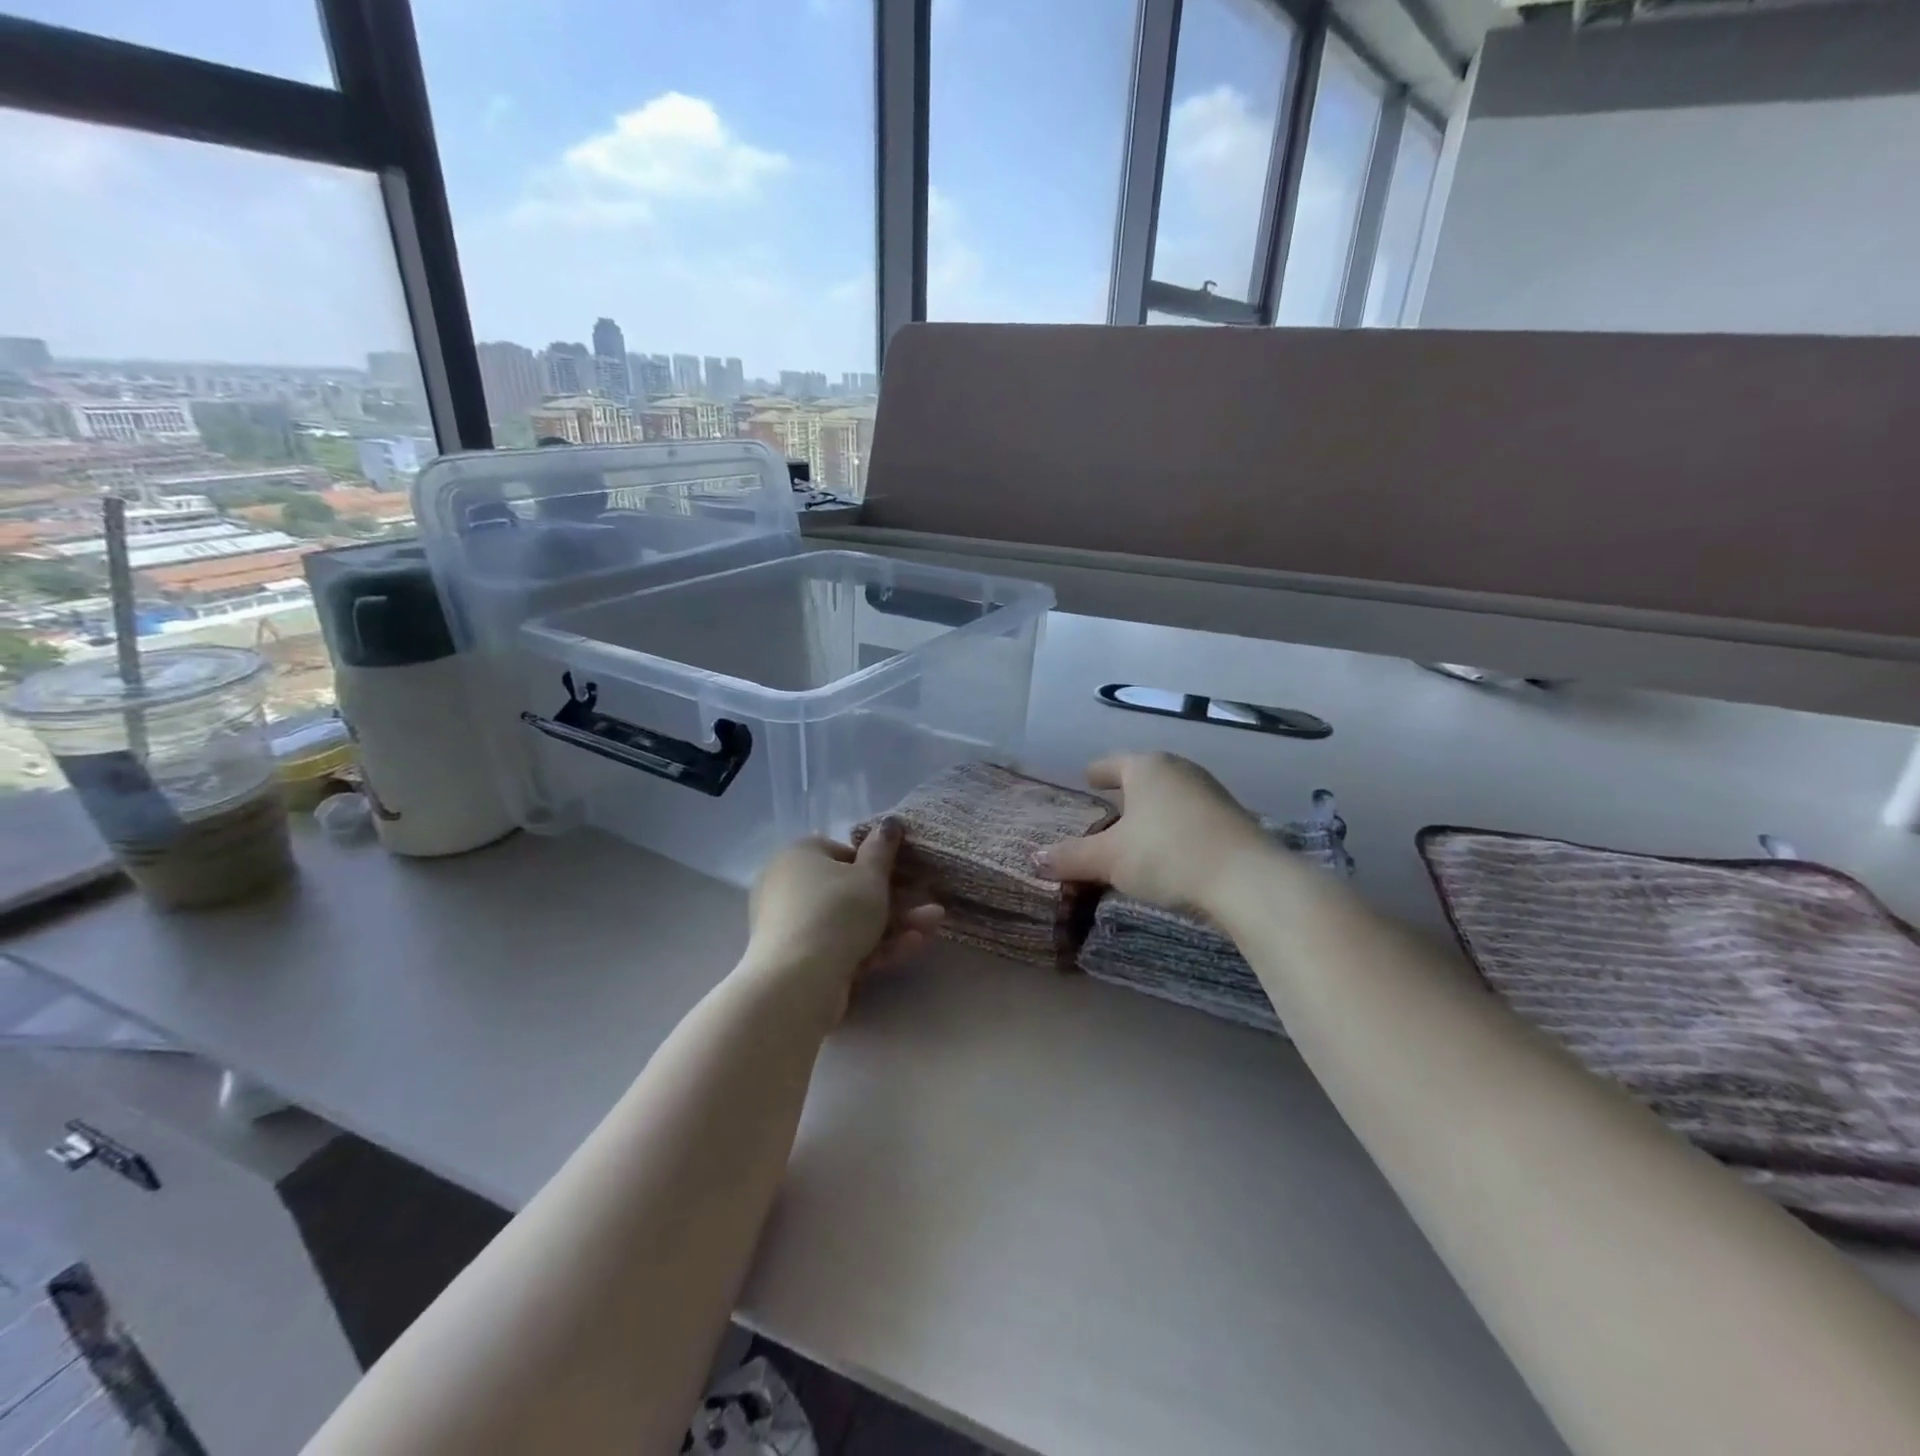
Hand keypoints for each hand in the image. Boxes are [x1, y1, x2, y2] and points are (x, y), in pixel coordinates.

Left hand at [746, 821, 942, 1012]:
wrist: (798, 980)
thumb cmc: (837, 912)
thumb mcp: (870, 876)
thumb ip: (882, 849)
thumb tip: (889, 821)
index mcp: (799, 855)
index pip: (841, 853)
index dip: (874, 865)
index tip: (900, 877)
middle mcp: (788, 885)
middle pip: (848, 891)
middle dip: (895, 901)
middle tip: (928, 907)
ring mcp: (791, 926)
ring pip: (849, 922)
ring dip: (893, 925)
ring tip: (931, 927)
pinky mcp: (798, 961)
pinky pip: (840, 946)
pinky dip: (873, 947)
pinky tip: (910, 947)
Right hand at [1034, 752, 1267, 914]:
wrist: (1247, 879)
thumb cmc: (1167, 855)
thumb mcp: (1110, 859)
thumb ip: (1071, 857)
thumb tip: (1035, 859)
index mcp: (1146, 767)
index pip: (1112, 763)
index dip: (1096, 772)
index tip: (1087, 778)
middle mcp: (1179, 770)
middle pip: (1144, 776)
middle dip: (1126, 791)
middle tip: (1107, 807)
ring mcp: (1210, 792)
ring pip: (1170, 796)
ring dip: (1153, 810)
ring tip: (1138, 831)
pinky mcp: (1232, 818)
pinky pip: (1191, 816)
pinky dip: (1175, 826)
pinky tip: (1171, 849)